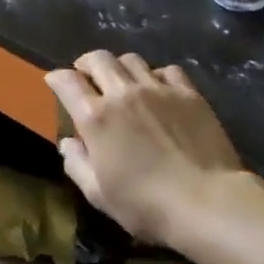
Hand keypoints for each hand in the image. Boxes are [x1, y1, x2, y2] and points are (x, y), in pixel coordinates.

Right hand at [46, 52, 244, 244]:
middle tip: (87, 77)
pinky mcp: (188, 93)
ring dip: (120, 67)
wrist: (208, 203)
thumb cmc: (147, 205)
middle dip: (86, 64)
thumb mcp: (99, 194)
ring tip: (123, 82)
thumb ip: (77, 164)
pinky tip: (159, 90)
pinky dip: (156, 75)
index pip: (67, 81)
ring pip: (131, 59)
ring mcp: (158, 89)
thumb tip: (68, 143)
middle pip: (98, 58)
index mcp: (95, 117)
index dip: (56, 78)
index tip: (55, 82)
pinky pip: (167, 70)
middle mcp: (122, 93)